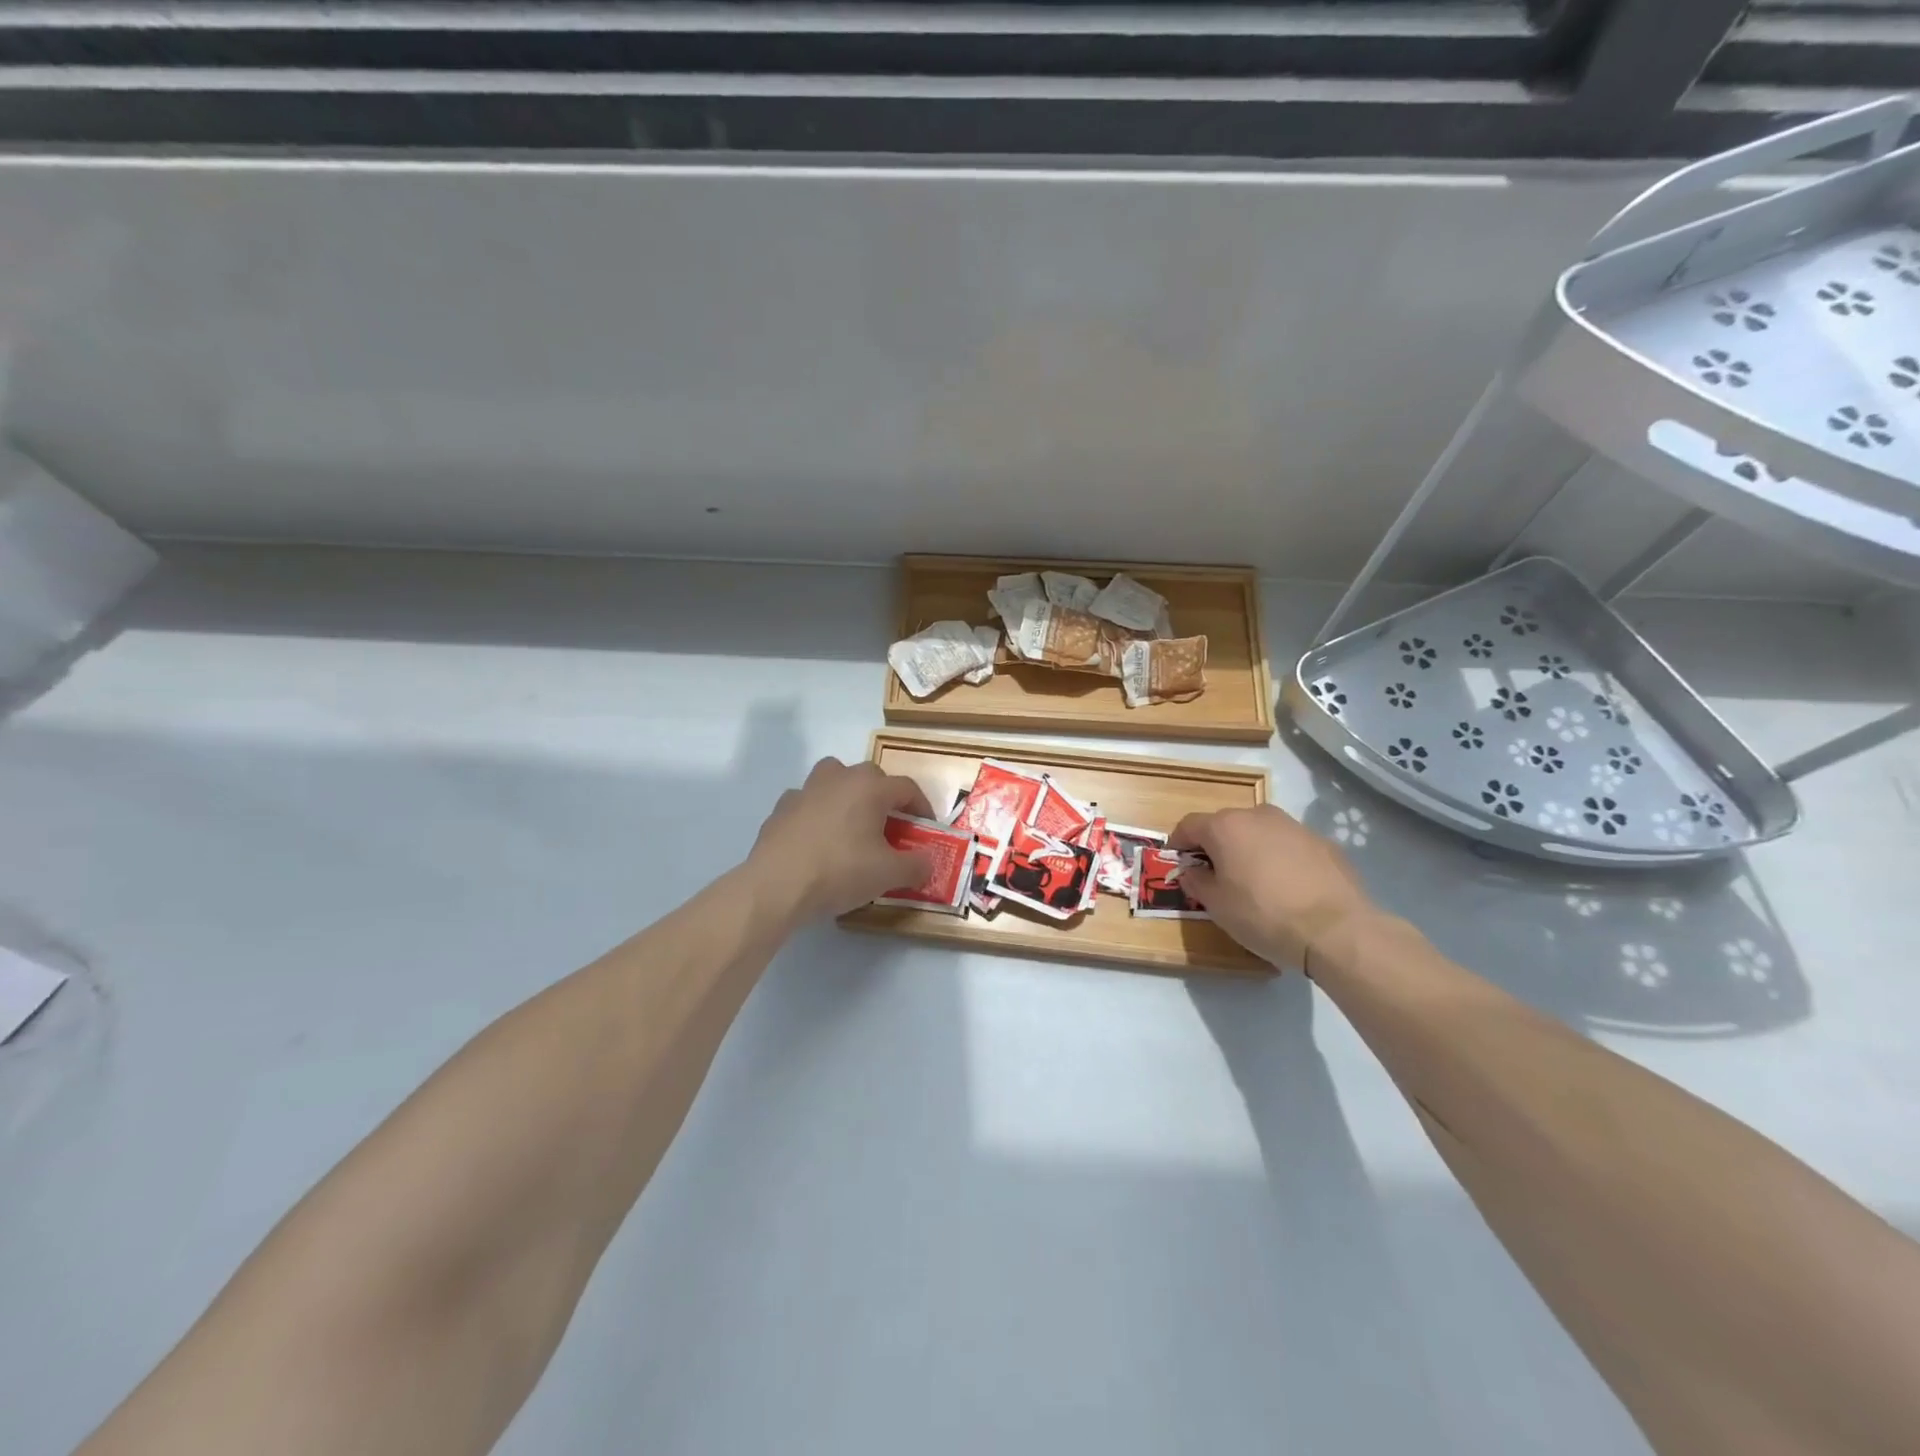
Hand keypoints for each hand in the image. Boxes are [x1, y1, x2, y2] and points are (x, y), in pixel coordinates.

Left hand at [748, 757, 936, 920]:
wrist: (777, 886)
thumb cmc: (840, 872)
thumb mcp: (889, 874)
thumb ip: (916, 865)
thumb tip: (927, 862)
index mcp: (870, 787)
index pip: (907, 788)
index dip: (922, 808)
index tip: (925, 830)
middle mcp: (838, 777)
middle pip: (870, 778)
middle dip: (884, 799)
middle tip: (890, 829)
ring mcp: (805, 790)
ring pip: (834, 780)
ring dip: (847, 796)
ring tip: (851, 825)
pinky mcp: (780, 808)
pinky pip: (807, 803)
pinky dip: (817, 814)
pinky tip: (818, 840)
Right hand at [1170, 805, 1376, 971]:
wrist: (1336, 930)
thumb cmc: (1263, 915)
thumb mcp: (1217, 905)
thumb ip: (1197, 882)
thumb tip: (1193, 871)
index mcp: (1225, 827)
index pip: (1189, 825)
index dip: (1179, 843)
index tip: (1179, 863)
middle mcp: (1258, 815)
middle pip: (1226, 824)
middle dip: (1216, 845)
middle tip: (1217, 875)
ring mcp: (1294, 825)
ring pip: (1260, 832)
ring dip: (1250, 849)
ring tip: (1255, 881)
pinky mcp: (1323, 842)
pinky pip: (1289, 845)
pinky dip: (1281, 858)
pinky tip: (1288, 888)